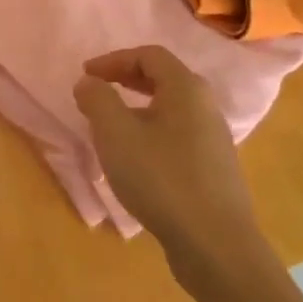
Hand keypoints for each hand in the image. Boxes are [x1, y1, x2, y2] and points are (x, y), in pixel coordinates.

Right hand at [74, 46, 259, 267]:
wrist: (216, 246)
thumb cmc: (161, 179)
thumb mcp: (116, 134)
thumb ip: (98, 99)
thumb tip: (89, 82)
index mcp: (186, 88)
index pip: (149, 55)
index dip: (113, 59)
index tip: (86, 75)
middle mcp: (206, 106)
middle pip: (163, 78)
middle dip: (126, 80)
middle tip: (99, 91)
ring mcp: (214, 139)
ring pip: (171, 109)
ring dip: (138, 109)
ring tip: (112, 128)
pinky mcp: (215, 169)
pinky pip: (178, 135)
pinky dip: (152, 133)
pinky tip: (137, 160)